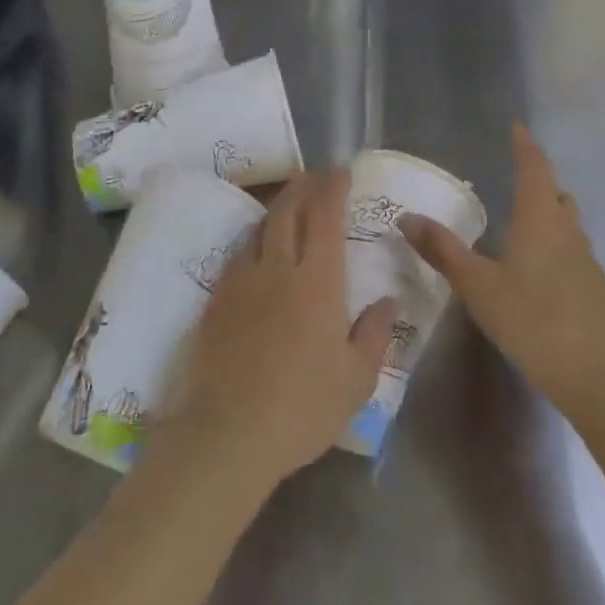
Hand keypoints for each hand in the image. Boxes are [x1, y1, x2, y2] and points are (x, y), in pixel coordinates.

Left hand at [167, 169, 396, 489]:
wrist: (227, 433)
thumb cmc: (302, 408)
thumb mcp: (356, 380)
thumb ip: (375, 334)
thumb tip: (387, 300)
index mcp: (318, 282)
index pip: (326, 217)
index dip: (333, 188)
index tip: (340, 171)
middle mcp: (278, 268)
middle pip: (289, 210)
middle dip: (304, 186)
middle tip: (314, 177)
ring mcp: (242, 280)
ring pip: (260, 227)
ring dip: (278, 208)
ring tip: (289, 204)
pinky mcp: (217, 298)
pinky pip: (238, 254)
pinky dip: (254, 240)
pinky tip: (257, 250)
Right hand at [400, 124, 604, 423]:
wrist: (599, 377)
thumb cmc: (533, 321)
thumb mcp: (478, 287)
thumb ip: (443, 250)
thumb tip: (406, 217)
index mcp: (540, 218)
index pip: (534, 167)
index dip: (525, 145)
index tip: (516, 126)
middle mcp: (567, 229)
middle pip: (555, 191)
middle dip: (537, 177)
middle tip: (512, 173)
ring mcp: (586, 258)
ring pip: (566, 220)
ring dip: (548, 208)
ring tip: (521, 217)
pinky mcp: (594, 286)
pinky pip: (571, 246)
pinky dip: (554, 239)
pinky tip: (536, 266)